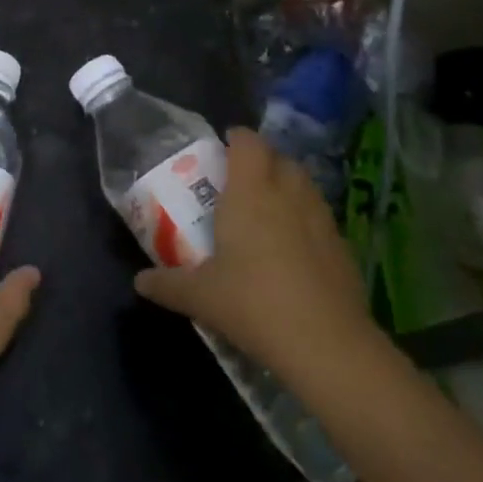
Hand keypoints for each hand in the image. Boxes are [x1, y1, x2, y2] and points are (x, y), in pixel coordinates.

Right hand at [134, 127, 379, 383]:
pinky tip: (294, 249)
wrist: (326, 344)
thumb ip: (167, 284)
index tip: (222, 147)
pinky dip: (306, 219)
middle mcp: (288, 194)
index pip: (248, 142)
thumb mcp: (200, 296)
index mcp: (251, 192)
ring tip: (267, 209)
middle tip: (240, 180)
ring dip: (287, 186)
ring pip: (304, 185)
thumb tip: (139, 282)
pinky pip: (320, 217)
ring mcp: (321, 219)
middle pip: (279, 158)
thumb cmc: (253, 303)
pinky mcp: (343, 247)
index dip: (236, 138)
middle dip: (262, 161)